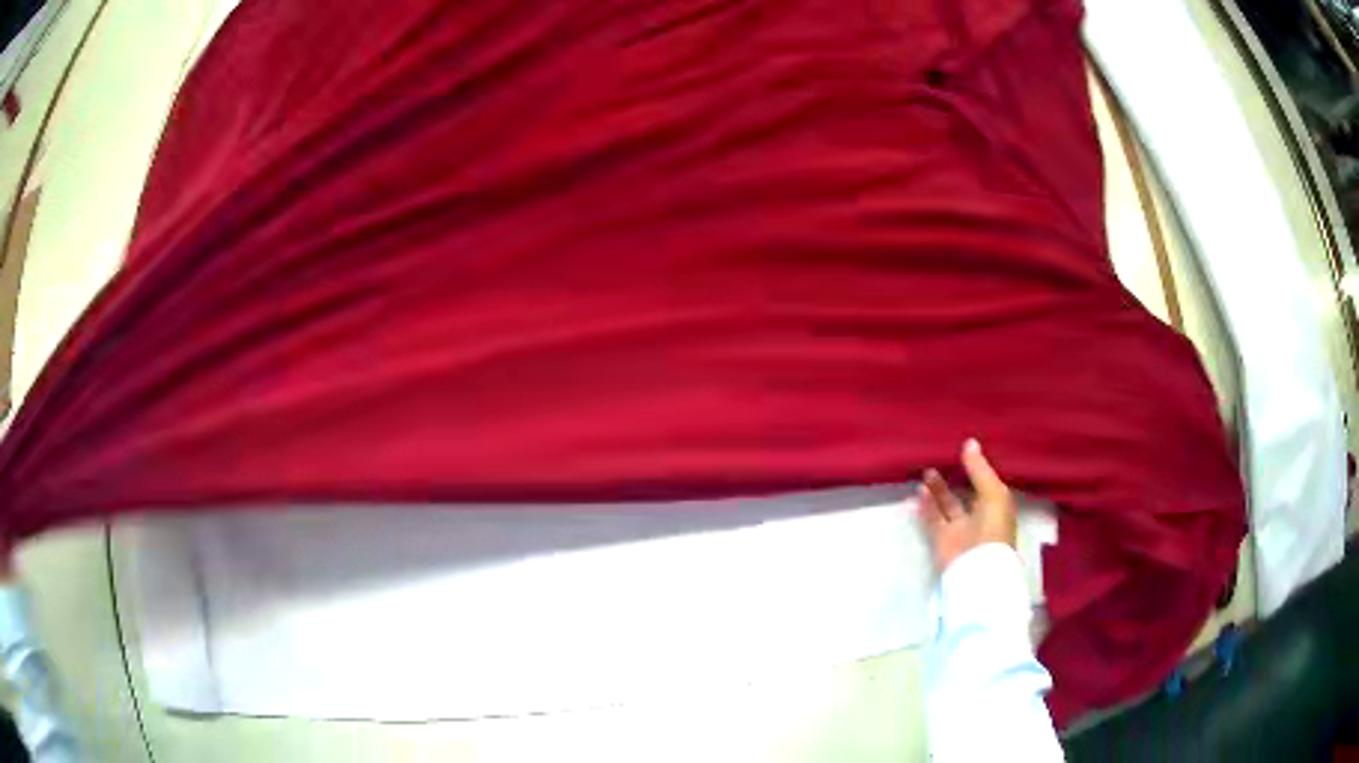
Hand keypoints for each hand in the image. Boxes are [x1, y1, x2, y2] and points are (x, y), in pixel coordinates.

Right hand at [918, 439, 1016, 572]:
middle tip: (942, 457)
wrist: (977, 569)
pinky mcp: (942, 539)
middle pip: (966, 492)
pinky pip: (932, 518)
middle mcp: (979, 516)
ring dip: (937, 489)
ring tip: (927, 471)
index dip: (977, 467)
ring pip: (947, 504)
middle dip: (955, 477)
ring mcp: (960, 529)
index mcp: (997, 506)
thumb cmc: (993, 528)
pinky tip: (918, 490)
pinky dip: (925, 505)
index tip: (964, 449)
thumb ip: (979, 469)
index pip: (987, 482)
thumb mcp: (993, 493)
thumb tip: (969, 442)